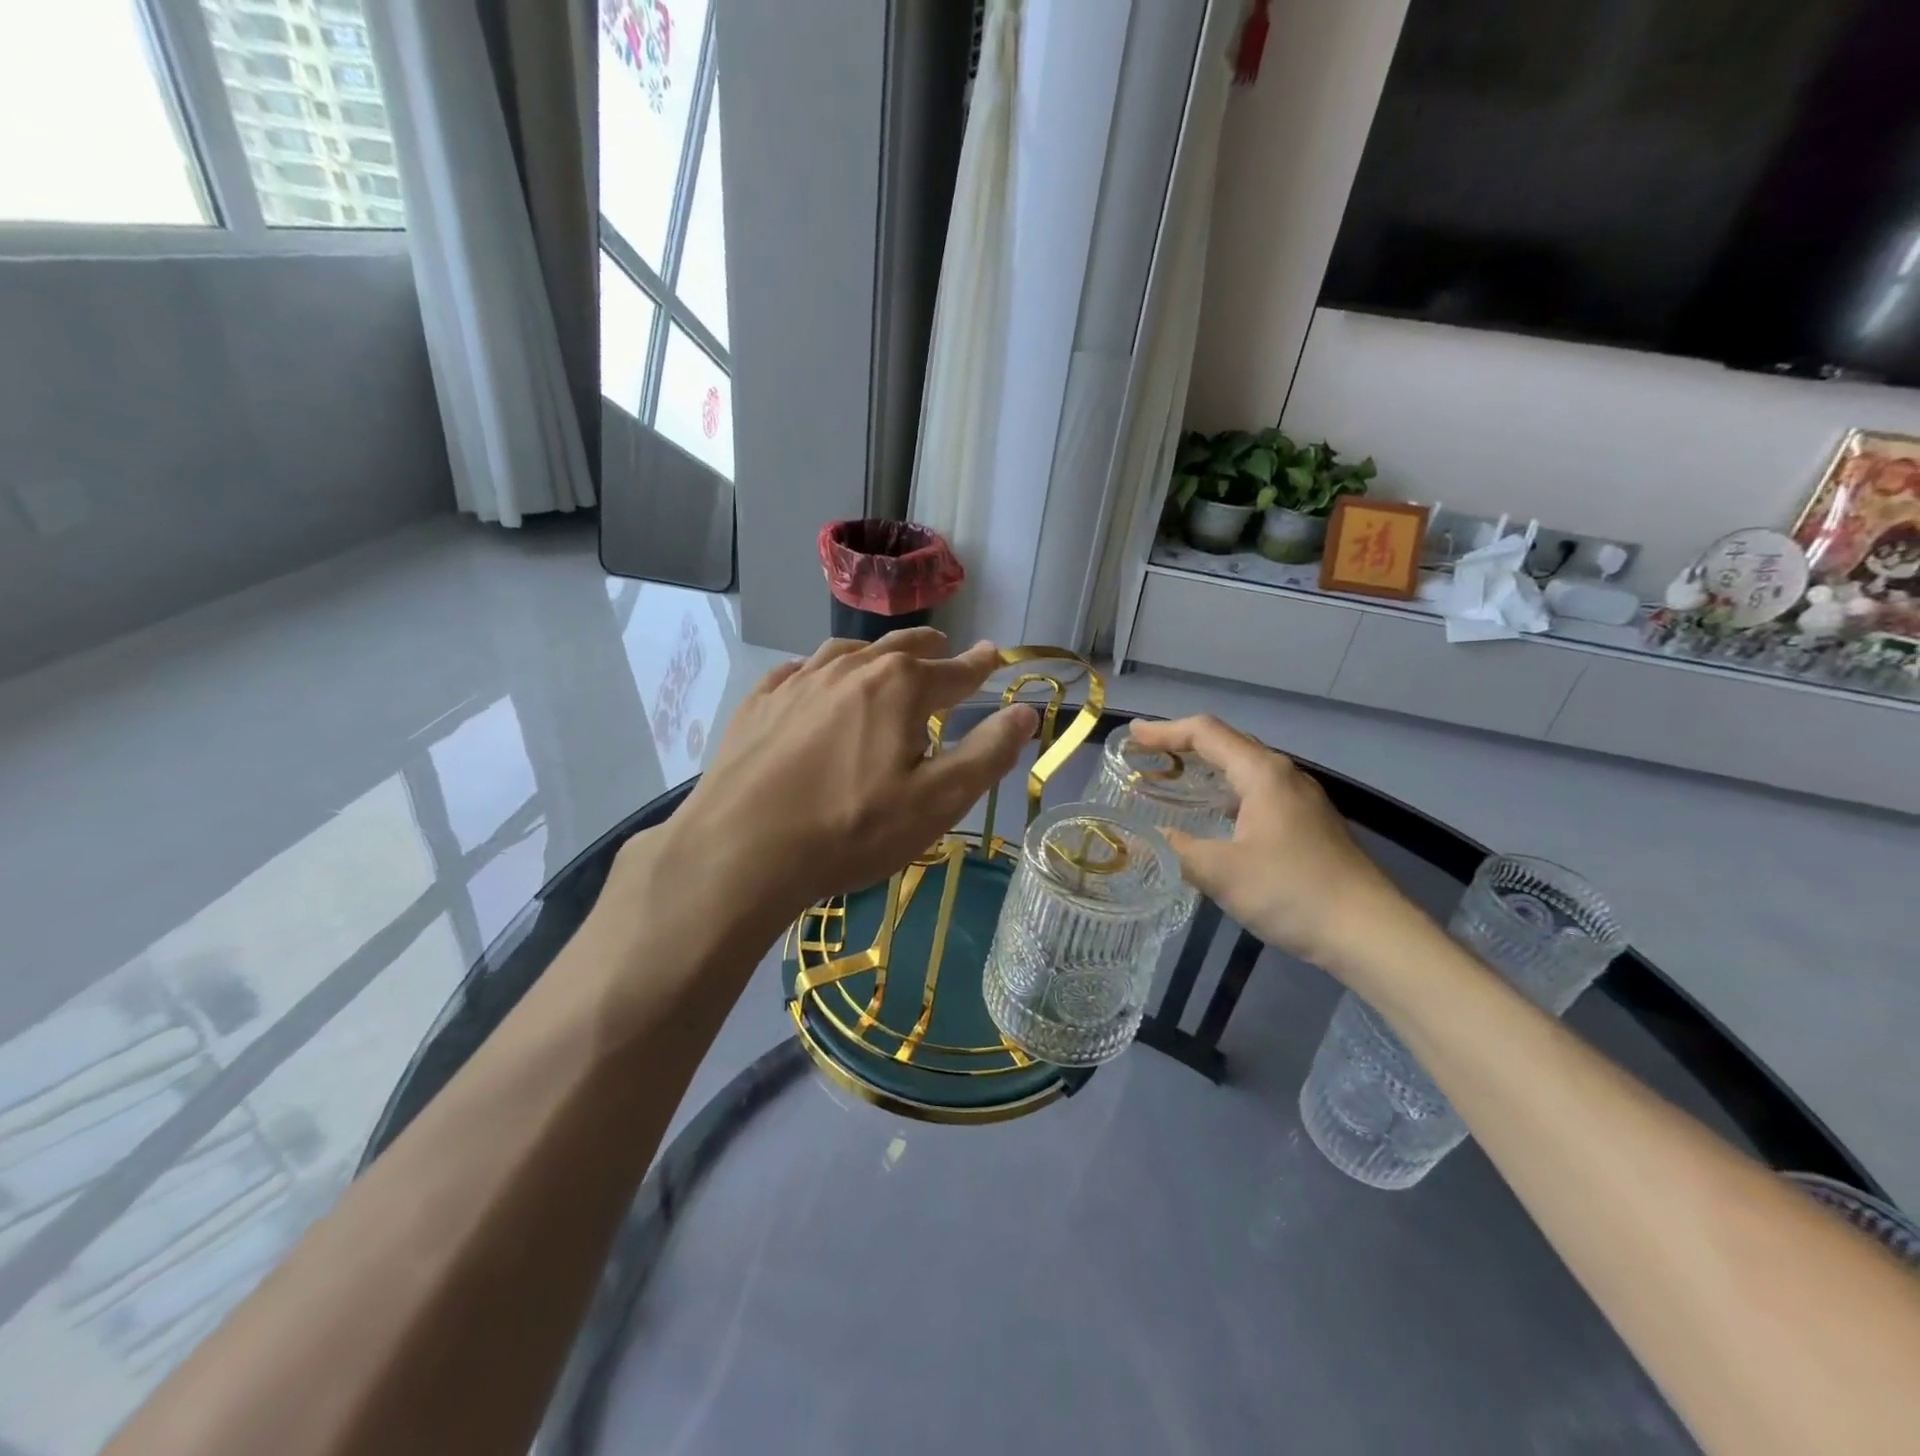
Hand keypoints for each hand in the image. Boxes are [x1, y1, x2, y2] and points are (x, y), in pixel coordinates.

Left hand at [644, 630, 1037, 936]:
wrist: (741, 849)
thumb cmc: (851, 828)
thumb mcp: (937, 800)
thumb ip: (988, 753)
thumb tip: (1026, 711)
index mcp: (900, 687)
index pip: (954, 671)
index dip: (979, 665)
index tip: (994, 653)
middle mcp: (850, 669)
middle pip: (900, 649)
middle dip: (928, 648)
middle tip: (942, 647)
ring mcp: (799, 681)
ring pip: (847, 653)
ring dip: (874, 654)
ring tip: (885, 659)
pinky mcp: (760, 703)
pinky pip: (798, 672)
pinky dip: (821, 671)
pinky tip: (816, 682)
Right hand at [1128, 715, 1417, 971]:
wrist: (1371, 933)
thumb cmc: (1292, 892)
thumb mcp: (1221, 872)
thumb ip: (1178, 850)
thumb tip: (1148, 838)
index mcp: (1263, 773)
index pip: (1206, 733)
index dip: (1165, 730)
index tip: (1132, 737)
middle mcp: (1285, 776)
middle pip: (1228, 743)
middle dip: (1183, 744)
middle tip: (1147, 754)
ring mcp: (1303, 800)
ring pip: (1245, 769)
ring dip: (1207, 768)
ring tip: (1174, 780)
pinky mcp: (1310, 825)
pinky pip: (1258, 793)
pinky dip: (1226, 792)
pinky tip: (1216, 817)